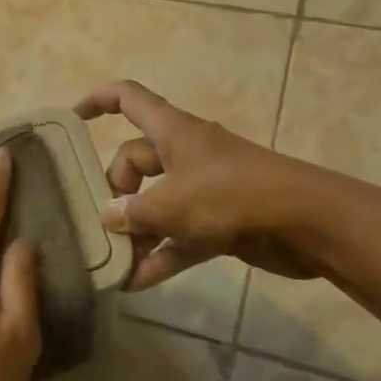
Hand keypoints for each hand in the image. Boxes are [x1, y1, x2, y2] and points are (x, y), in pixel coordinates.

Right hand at [74, 79, 335, 289]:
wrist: (307, 223)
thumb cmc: (232, 196)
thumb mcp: (172, 203)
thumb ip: (134, 211)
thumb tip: (108, 215)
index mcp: (173, 131)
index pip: (128, 98)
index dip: (98, 100)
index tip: (73, 119)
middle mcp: (185, 153)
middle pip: (136, 160)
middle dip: (116, 190)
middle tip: (101, 223)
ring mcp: (204, 188)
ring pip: (157, 202)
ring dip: (136, 230)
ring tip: (111, 260)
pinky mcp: (220, 221)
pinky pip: (180, 235)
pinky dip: (162, 254)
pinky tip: (137, 282)